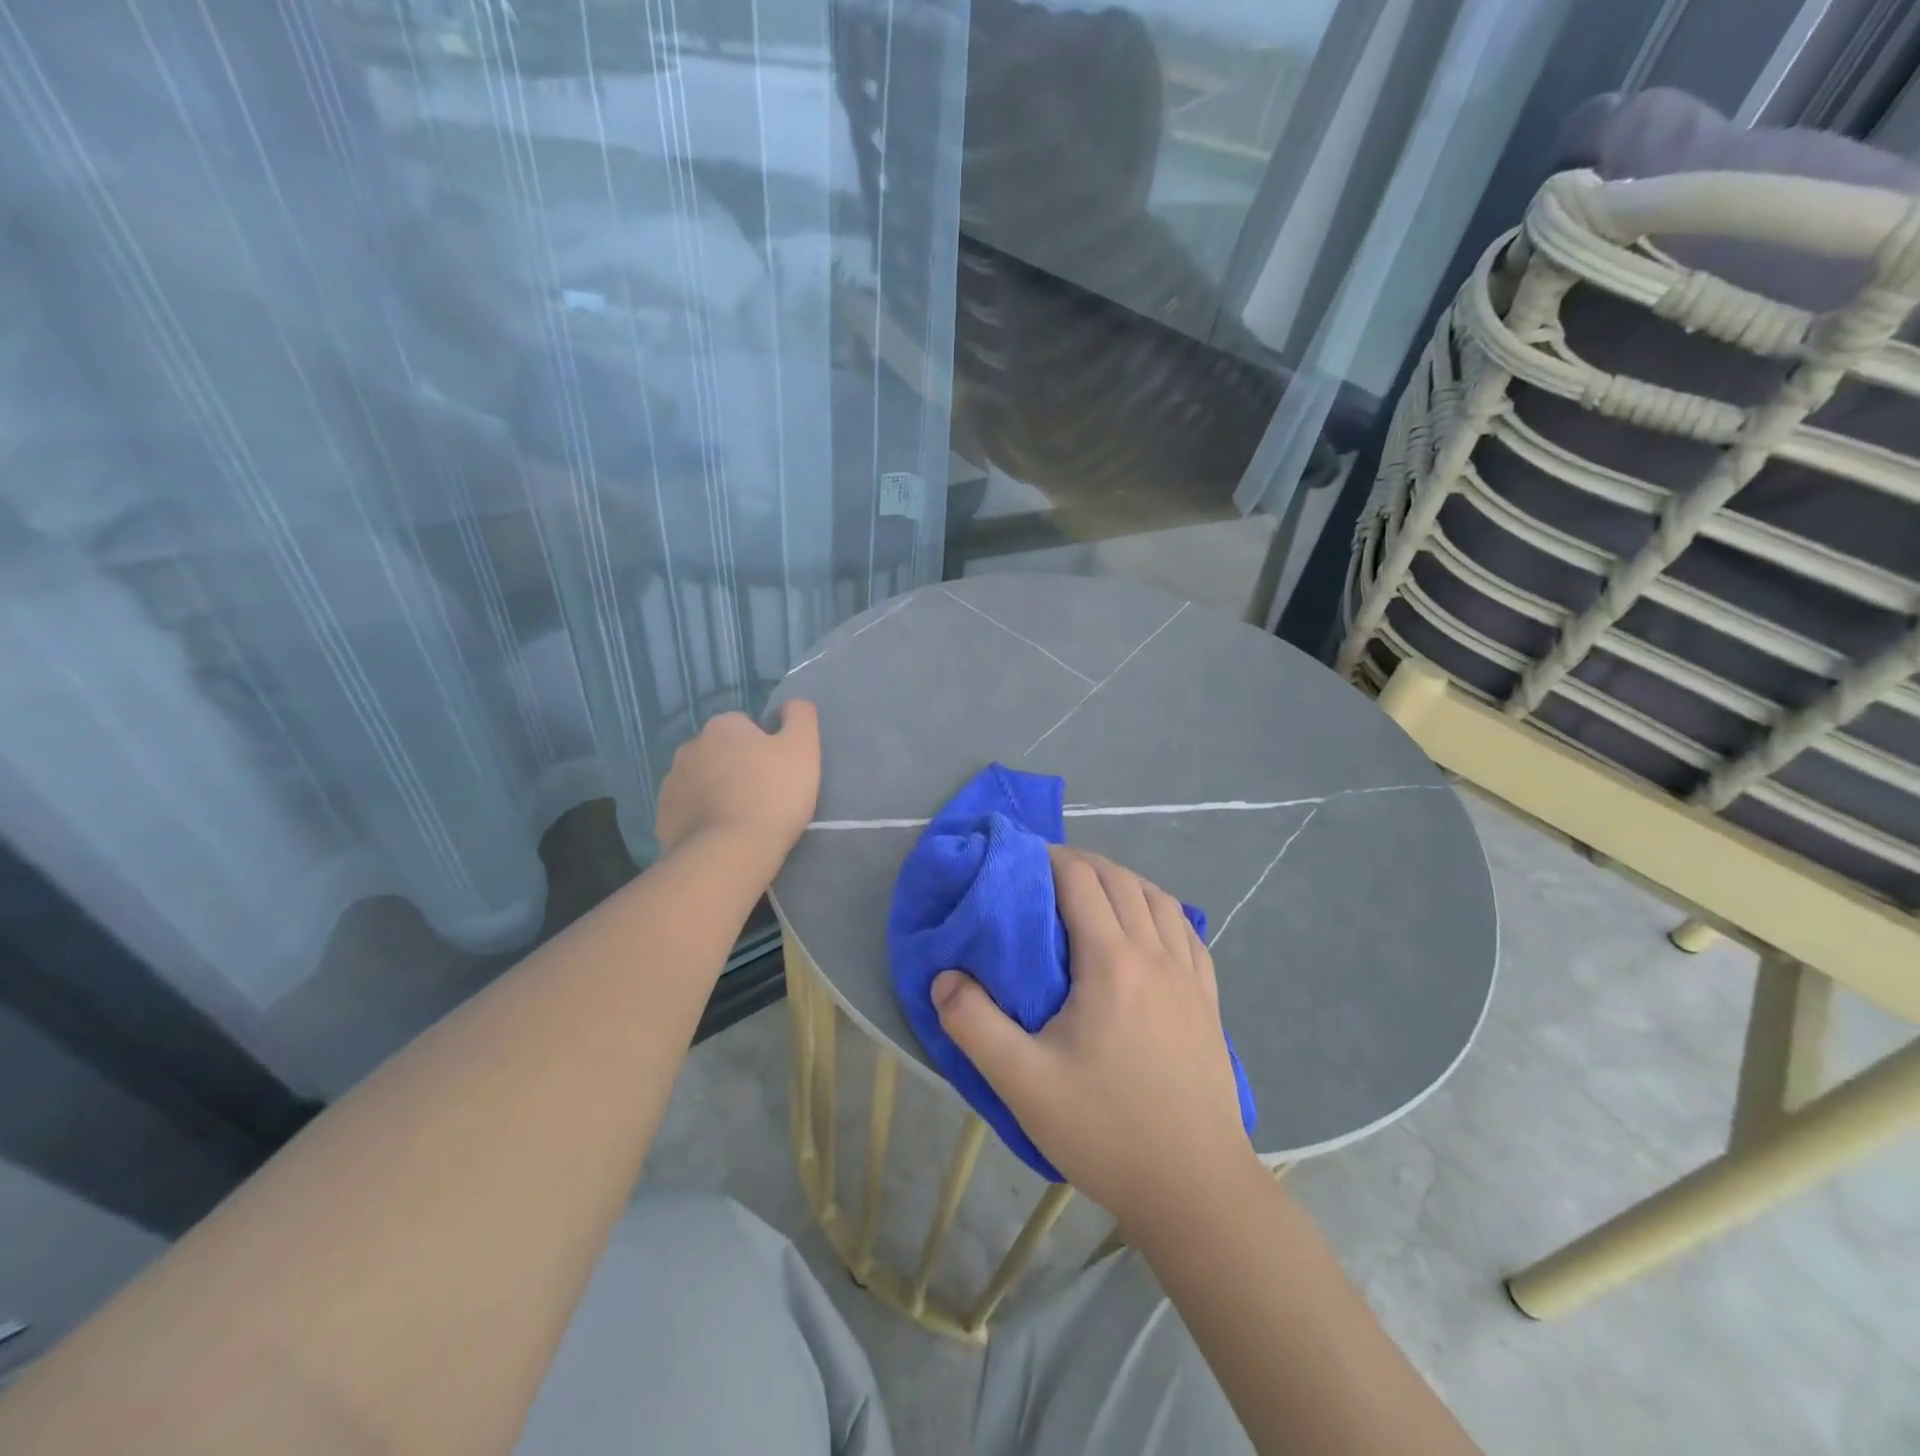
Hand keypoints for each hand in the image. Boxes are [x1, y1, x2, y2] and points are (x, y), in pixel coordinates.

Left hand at [655, 700, 820, 860]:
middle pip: (721, 752)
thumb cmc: (773, 794)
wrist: (731, 852)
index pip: (746, 725)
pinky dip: (703, 818)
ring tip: (743, 819)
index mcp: (722, 726)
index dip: (765, 746)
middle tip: (763, 795)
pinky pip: (689, 810)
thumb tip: (791, 704)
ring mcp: (671, 783)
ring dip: (718, 792)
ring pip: (702, 781)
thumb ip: (800, 716)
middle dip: (737, 767)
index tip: (778, 771)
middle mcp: (690, 747)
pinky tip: (723, 835)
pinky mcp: (664, 817)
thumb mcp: (803, 748)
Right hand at [932, 846, 1258, 1234]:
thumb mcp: (1023, 1083)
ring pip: (1158, 899)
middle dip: (1081, 862)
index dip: (1049, 857)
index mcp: (1111, 962)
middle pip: (1120, 880)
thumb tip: (944, 977)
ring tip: (1094, 892)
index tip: (1020, 859)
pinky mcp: (1209, 1002)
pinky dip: (1162, 911)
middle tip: (1045, 873)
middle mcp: (1155, 954)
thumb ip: (974, 1024)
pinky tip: (1151, 927)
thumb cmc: (1106, 1131)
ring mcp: (1190, 976)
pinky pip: (1188, 932)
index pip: (1080, 880)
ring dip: (1123, 881)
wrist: (1196, 1189)